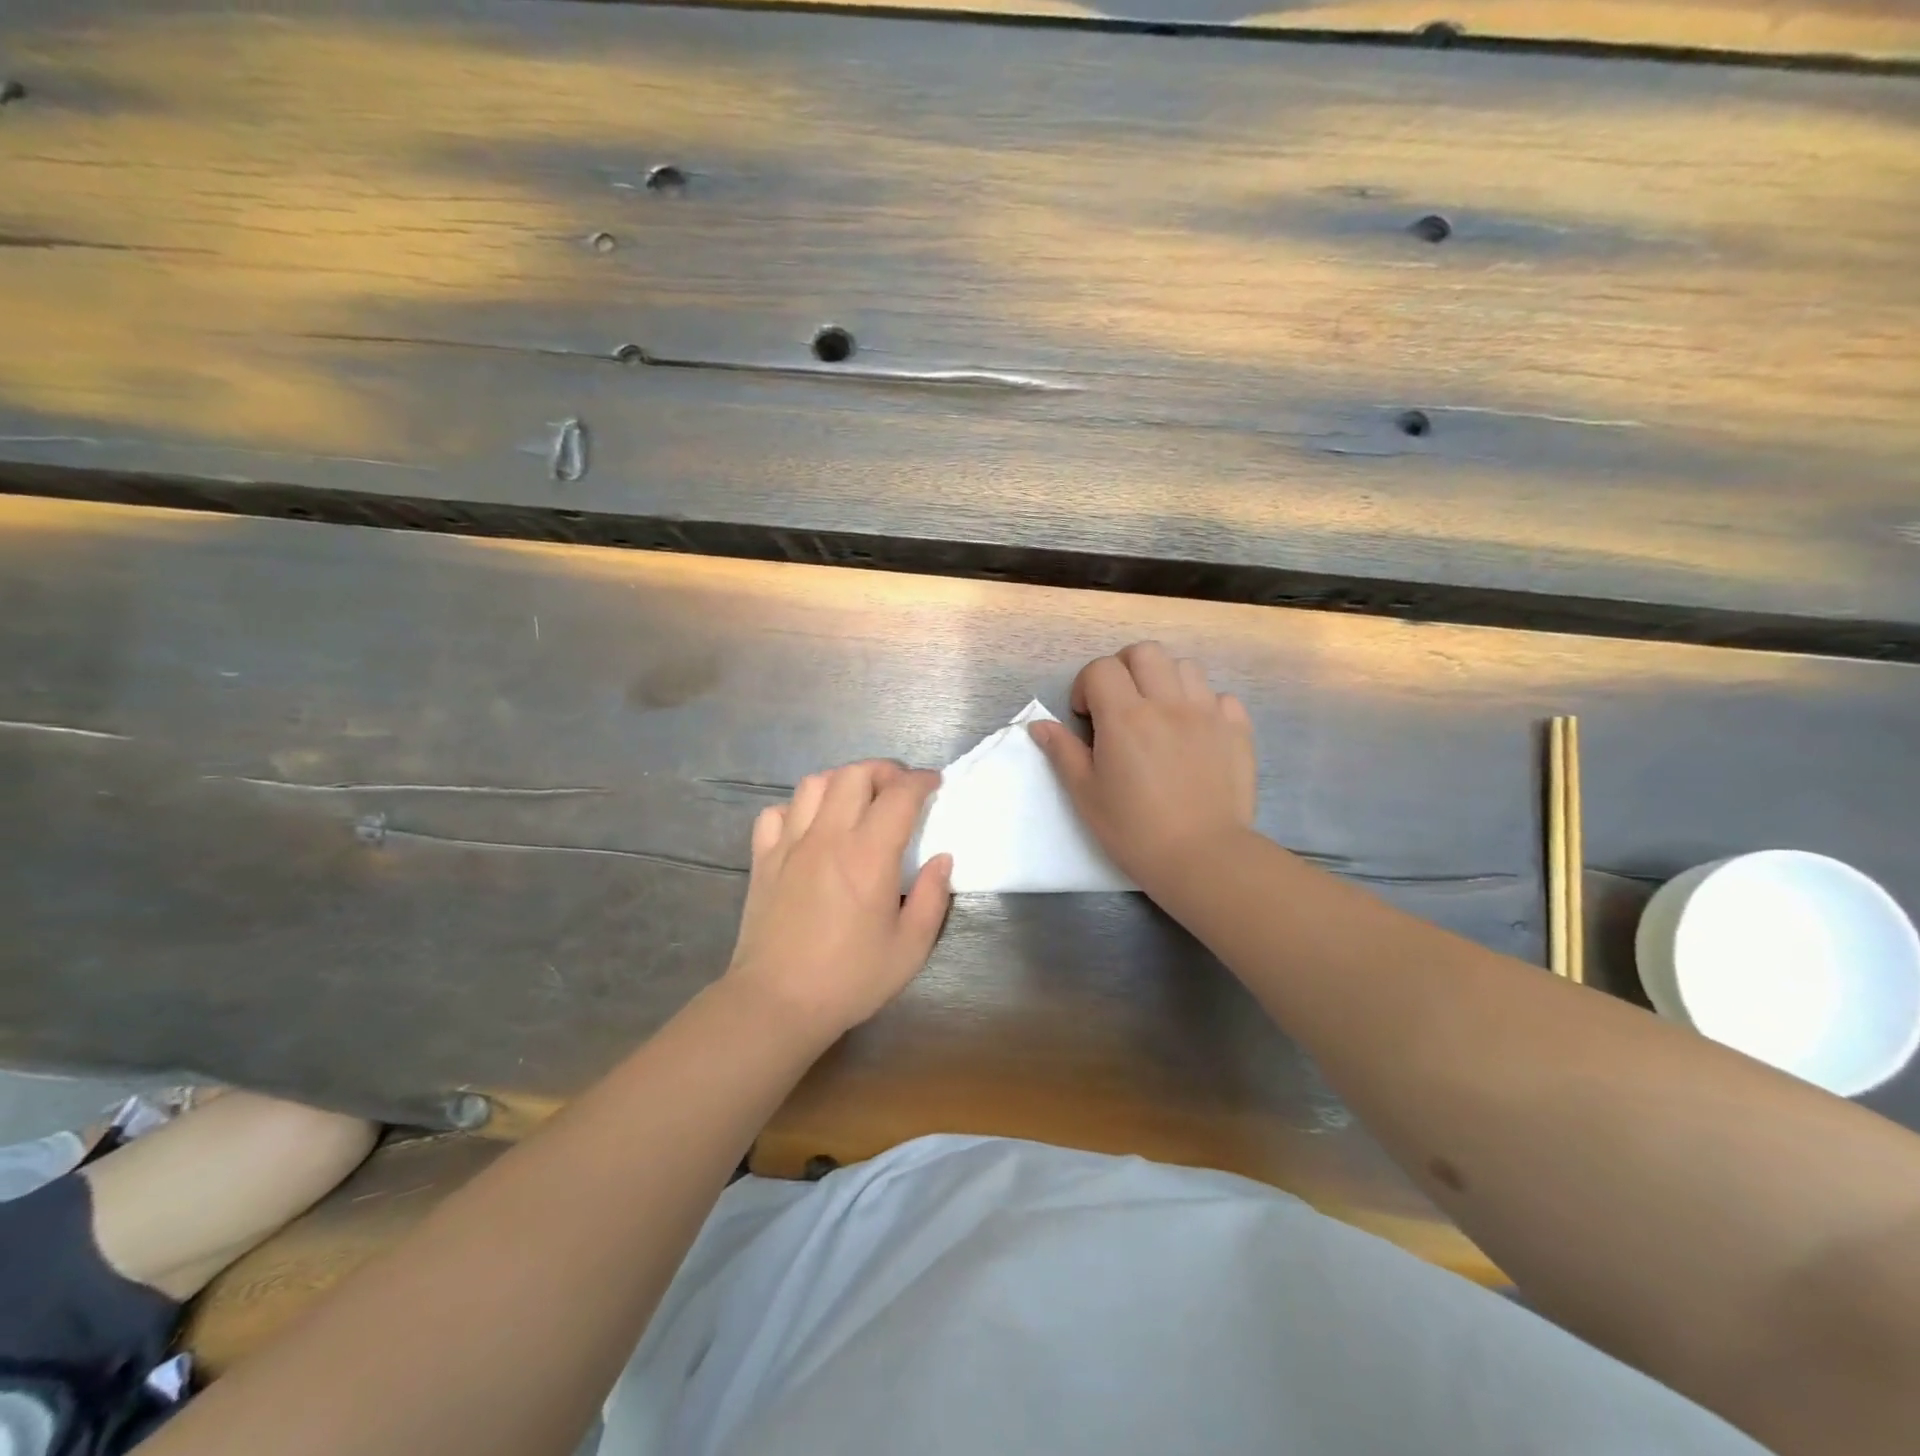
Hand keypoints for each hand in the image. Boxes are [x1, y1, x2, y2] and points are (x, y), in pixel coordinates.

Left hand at [725, 760, 952, 1041]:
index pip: (900, 794)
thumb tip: (941, 858)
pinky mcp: (763, 859)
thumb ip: (933, 897)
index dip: (922, 781)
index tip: (935, 784)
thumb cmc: (850, 978)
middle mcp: (828, 837)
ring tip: (858, 800)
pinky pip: (776, 812)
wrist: (777, 1003)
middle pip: (854, 774)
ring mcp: (790, 844)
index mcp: (869, 855)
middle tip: (900, 788)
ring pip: (814, 783)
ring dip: (842, 781)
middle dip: (884, 771)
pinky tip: (810, 827)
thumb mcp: (910, 947)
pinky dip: (797, 808)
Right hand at [1029, 642, 1256, 893]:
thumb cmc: (1134, 830)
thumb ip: (1063, 752)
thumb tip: (1040, 725)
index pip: (1101, 668)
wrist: (1202, 858)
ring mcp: (1207, 713)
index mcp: (1125, 717)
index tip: (1086, 717)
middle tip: (1119, 704)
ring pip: (1185, 667)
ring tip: (1158, 714)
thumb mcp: (1086, 795)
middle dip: (1125, 668)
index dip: (1087, 685)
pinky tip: (1195, 732)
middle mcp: (1168, 703)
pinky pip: (1221, 697)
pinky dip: (1204, 704)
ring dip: (1164, 680)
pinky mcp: (1237, 731)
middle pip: (1145, 652)